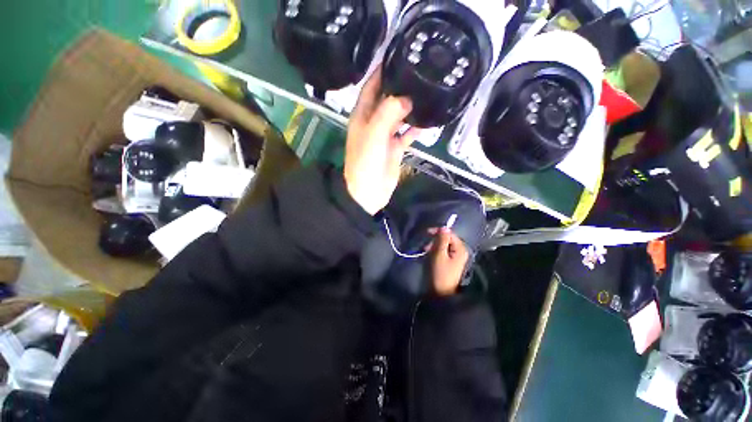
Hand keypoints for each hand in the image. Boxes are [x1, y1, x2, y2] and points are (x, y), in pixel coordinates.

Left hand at [344, 68, 420, 214]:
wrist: (368, 192)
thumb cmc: (365, 162)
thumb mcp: (374, 134)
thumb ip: (388, 113)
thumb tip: (406, 98)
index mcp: (363, 116)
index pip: (371, 88)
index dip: (380, 72)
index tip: (396, 57)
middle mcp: (374, 123)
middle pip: (387, 100)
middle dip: (400, 87)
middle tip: (419, 73)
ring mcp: (385, 137)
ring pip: (399, 117)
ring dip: (411, 108)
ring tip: (428, 92)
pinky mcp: (395, 149)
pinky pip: (407, 134)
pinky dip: (416, 128)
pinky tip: (429, 120)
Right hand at [427, 228, 468, 295]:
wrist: (441, 293)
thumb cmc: (440, 273)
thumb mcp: (439, 255)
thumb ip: (441, 240)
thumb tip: (444, 227)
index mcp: (460, 249)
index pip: (450, 234)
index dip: (438, 232)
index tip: (426, 233)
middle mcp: (460, 251)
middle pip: (447, 239)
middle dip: (435, 240)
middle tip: (426, 246)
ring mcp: (456, 257)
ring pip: (444, 245)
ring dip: (434, 246)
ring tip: (426, 251)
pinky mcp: (451, 262)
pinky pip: (443, 252)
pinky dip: (436, 252)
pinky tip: (429, 256)